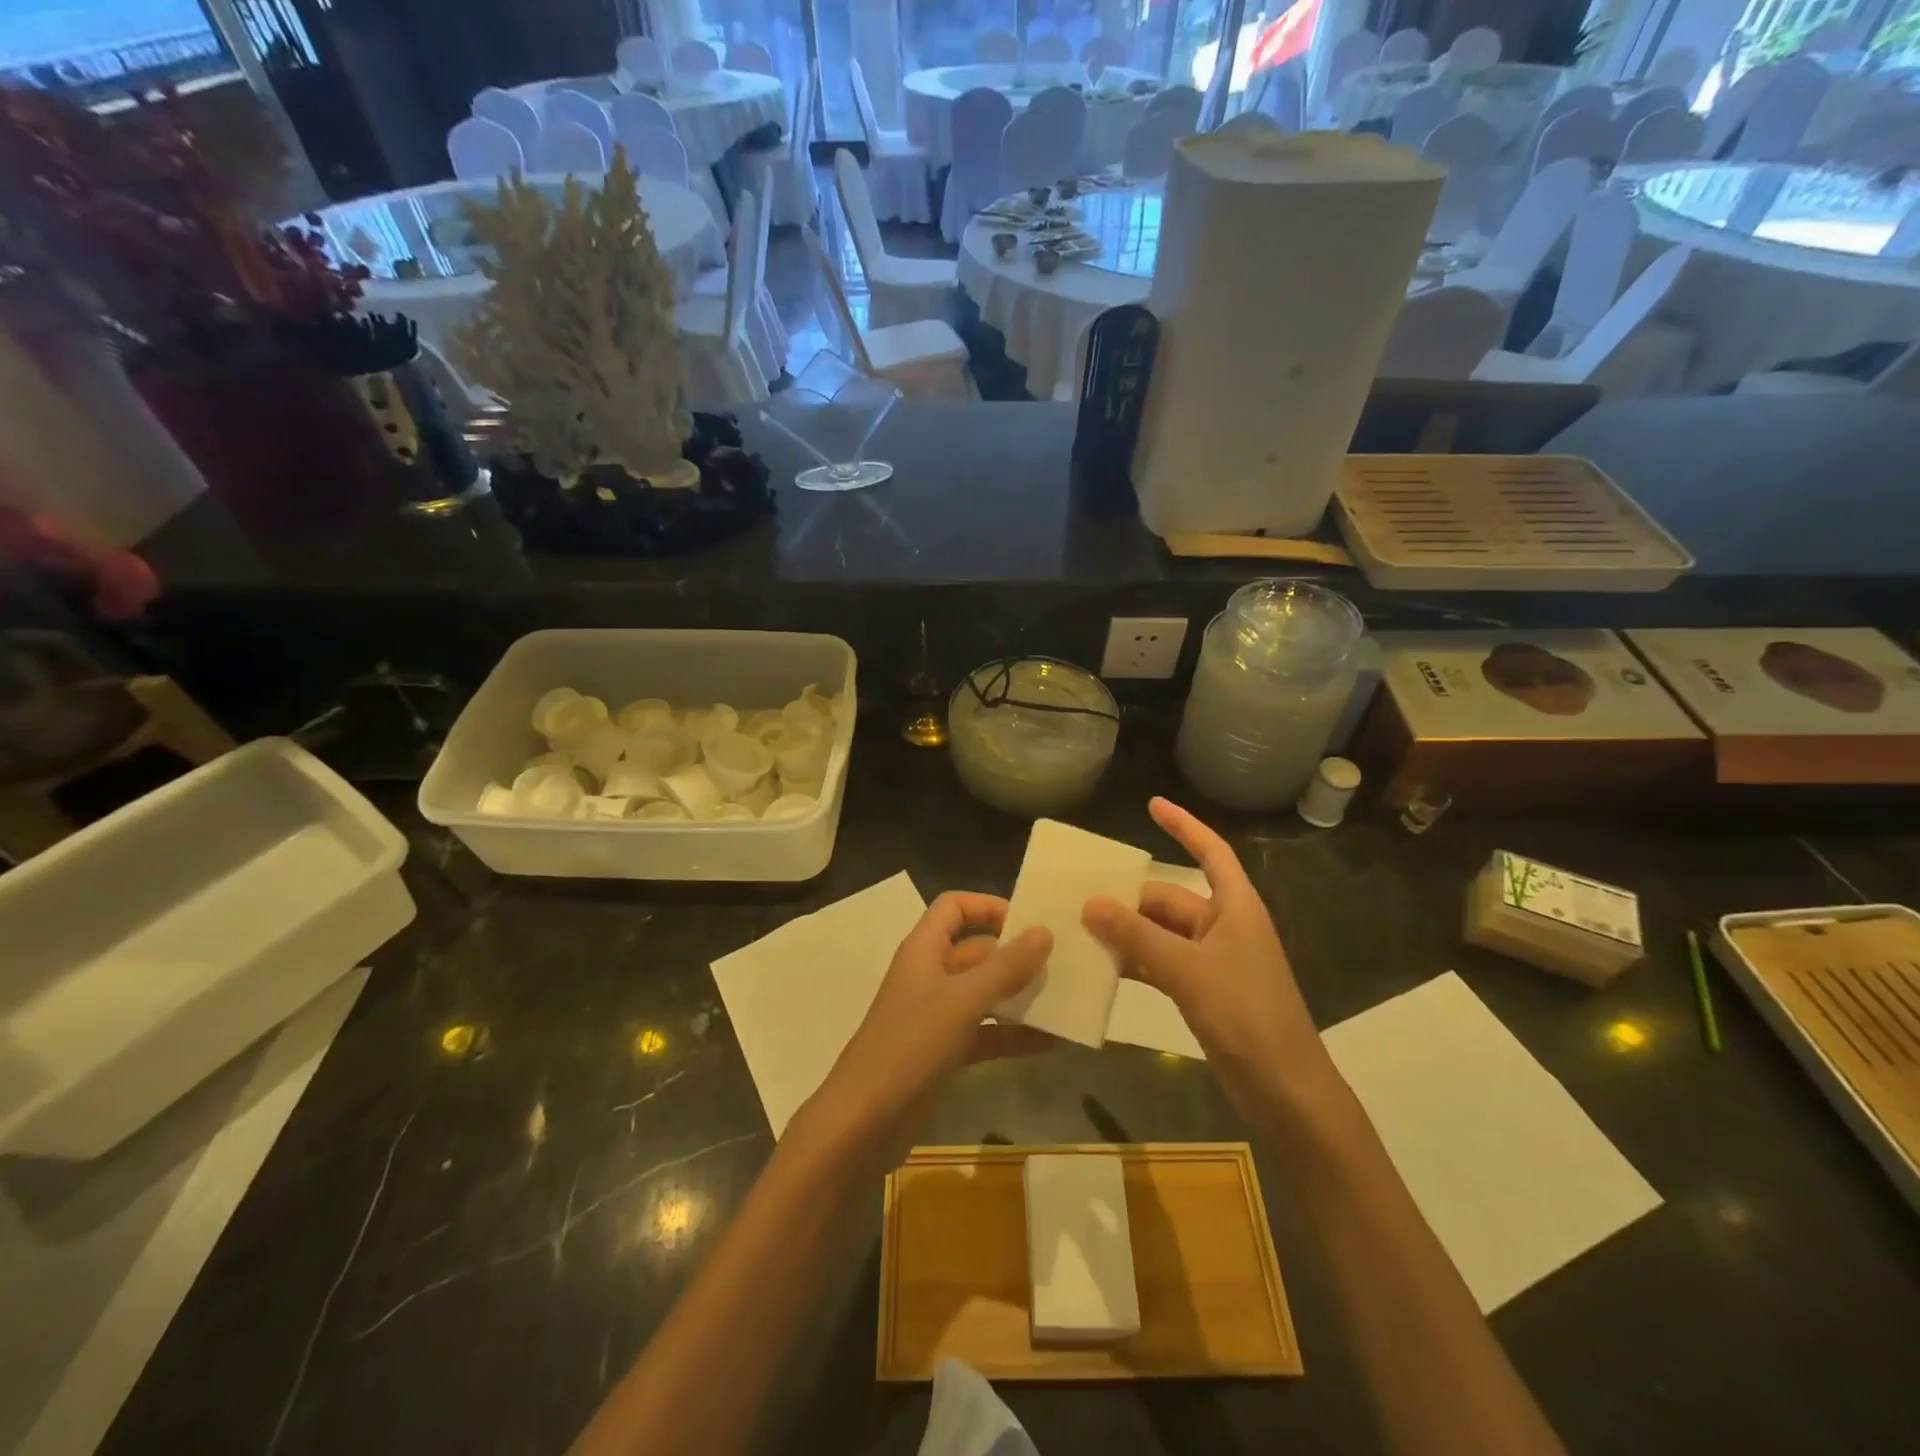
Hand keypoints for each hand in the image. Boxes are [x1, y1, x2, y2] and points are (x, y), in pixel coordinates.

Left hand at [807, 893, 1053, 1164]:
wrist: (865, 1121)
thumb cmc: (912, 1045)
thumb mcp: (964, 1001)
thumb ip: (1006, 967)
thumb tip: (1044, 931)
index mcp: (924, 949)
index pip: (954, 907)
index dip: (988, 906)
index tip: (1029, 921)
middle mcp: (930, 975)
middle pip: (975, 950)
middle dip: (1015, 955)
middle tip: (1061, 964)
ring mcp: (936, 1015)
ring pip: (984, 993)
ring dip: (1019, 996)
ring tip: (1064, 1000)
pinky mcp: (943, 1052)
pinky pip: (985, 1032)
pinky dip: (1012, 1035)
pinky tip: (1050, 1043)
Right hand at [1083, 798, 1339, 1124]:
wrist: (1284, 1089)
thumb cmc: (1246, 1014)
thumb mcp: (1188, 969)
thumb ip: (1137, 935)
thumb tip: (1089, 902)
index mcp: (1235, 907)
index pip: (1210, 852)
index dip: (1184, 825)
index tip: (1152, 804)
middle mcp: (1224, 926)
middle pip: (1171, 898)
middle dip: (1130, 896)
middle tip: (1080, 895)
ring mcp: (1213, 961)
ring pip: (1161, 933)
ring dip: (1127, 931)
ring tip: (1080, 928)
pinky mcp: (1203, 991)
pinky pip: (1161, 963)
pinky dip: (1136, 962)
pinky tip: (1102, 966)